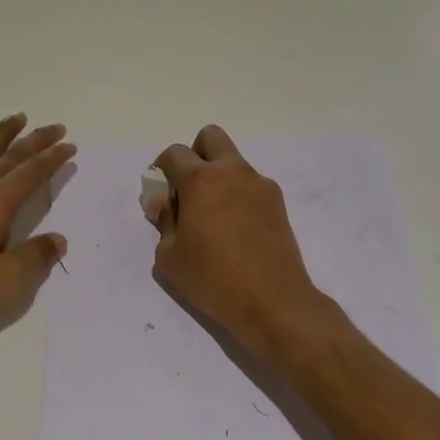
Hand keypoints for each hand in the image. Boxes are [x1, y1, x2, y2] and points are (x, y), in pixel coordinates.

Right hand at [146, 125, 333, 362]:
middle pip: (210, 138)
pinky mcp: (278, 203)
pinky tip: (236, 232)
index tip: (162, 196)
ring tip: (213, 219)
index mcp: (201, 180)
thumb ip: (163, 222)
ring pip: (233, 163)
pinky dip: (238, 197)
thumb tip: (164, 204)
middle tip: (189, 191)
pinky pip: (250, 186)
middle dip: (195, 155)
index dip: (161, 170)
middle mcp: (232, 172)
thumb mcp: (170, 257)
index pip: (174, 154)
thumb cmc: (213, 279)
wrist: (273, 301)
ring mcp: (260, 185)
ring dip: (218, 178)